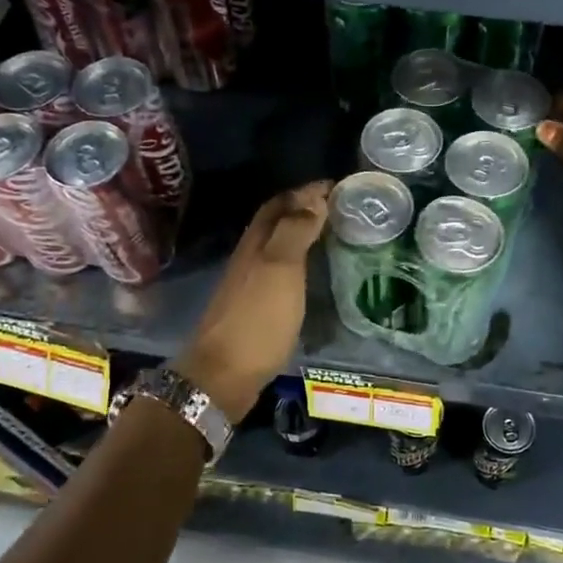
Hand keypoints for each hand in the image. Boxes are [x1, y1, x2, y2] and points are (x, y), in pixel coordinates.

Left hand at [176, 180, 331, 421]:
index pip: (279, 203)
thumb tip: (315, 197)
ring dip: (301, 235)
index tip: (337, 187)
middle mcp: (250, 257)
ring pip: (277, 247)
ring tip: (333, 236)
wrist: (223, 375)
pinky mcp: (255, 308)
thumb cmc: (257, 319)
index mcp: (256, 243)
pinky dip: (299, 262)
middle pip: (275, 223)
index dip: (305, 192)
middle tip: (339, 209)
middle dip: (303, 209)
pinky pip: (280, 271)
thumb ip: (296, 231)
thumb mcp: (280, 269)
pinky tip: (314, 274)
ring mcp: (250, 284)